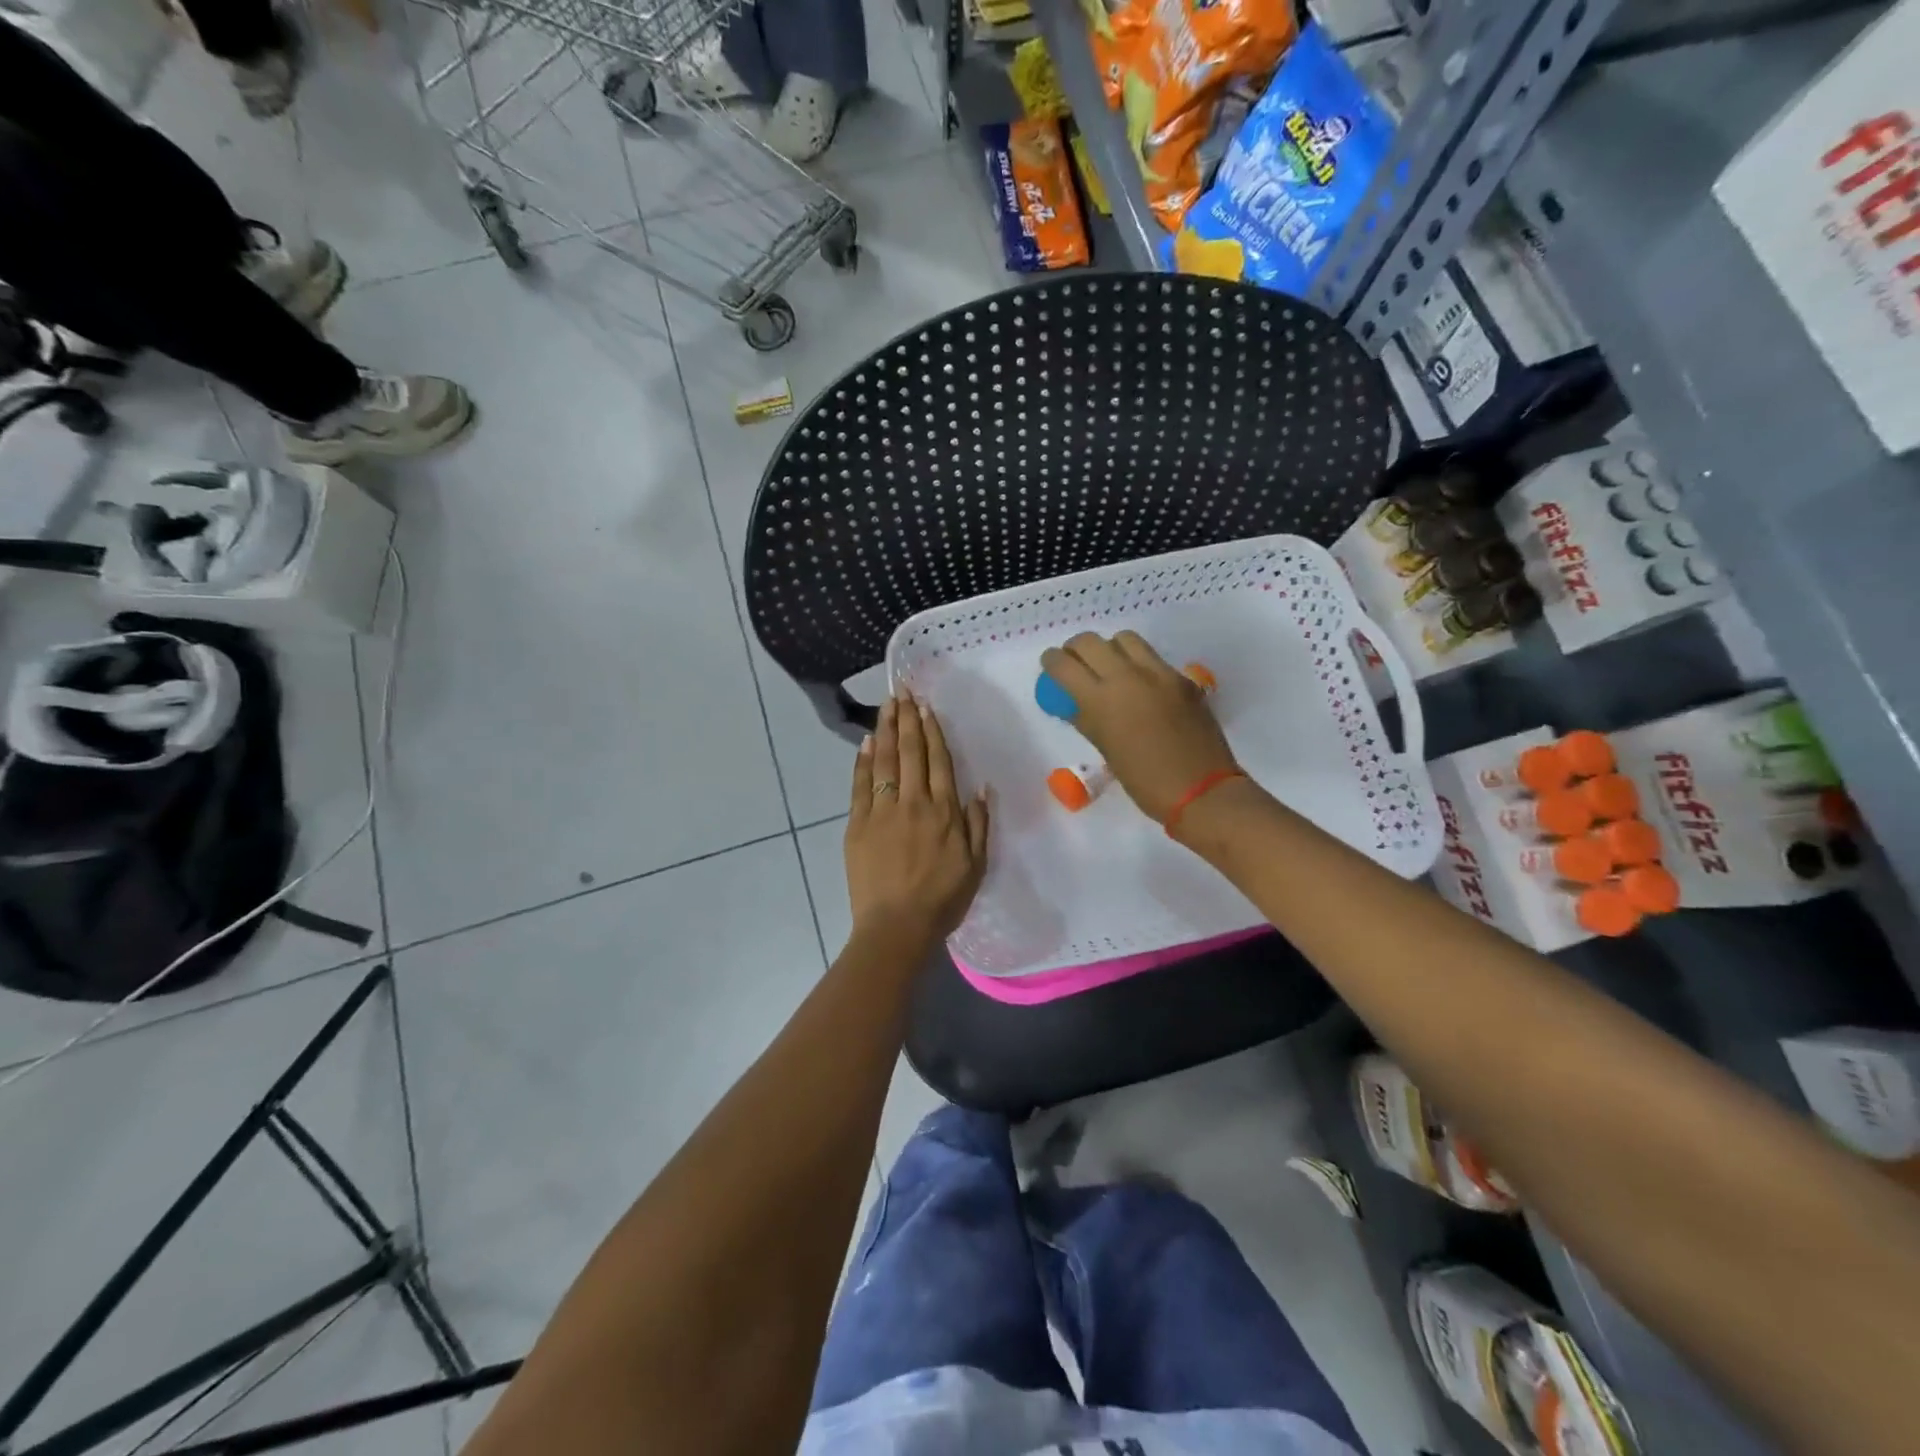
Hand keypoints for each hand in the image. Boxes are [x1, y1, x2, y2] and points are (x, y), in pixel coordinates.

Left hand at [845, 695, 989, 948]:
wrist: (897, 926)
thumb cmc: (942, 900)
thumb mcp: (976, 865)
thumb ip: (978, 824)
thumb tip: (980, 787)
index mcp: (944, 812)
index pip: (938, 761)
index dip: (932, 731)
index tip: (926, 707)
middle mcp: (914, 803)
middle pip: (911, 752)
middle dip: (907, 719)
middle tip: (903, 691)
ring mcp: (882, 811)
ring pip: (885, 761)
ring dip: (886, 730)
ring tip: (886, 705)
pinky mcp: (858, 824)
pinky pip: (861, 785)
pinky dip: (863, 761)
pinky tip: (866, 741)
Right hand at [1039, 631, 1238, 822]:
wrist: (1201, 789)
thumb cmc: (1144, 781)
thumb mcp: (1106, 750)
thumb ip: (1087, 719)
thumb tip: (1074, 703)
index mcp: (1101, 700)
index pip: (1064, 665)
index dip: (1052, 661)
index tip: (1050, 664)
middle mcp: (1127, 677)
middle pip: (1090, 641)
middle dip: (1076, 648)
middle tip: (1076, 662)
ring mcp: (1158, 673)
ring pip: (1124, 639)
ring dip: (1110, 648)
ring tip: (1110, 666)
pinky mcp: (1181, 678)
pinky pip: (1152, 657)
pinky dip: (1138, 662)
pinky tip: (1141, 684)